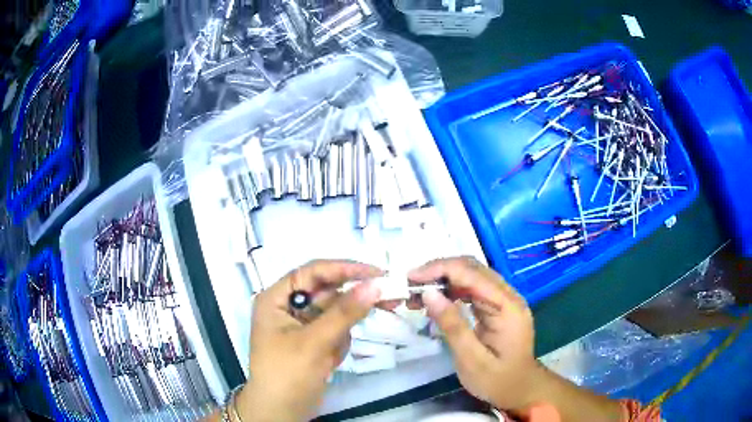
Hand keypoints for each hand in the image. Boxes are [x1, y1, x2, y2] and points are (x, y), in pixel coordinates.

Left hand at [236, 260, 382, 421]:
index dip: (345, 269)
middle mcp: (289, 306)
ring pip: (335, 313)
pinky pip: (336, 331)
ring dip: (343, 330)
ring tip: (332, 354)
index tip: (377, 272)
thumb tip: (376, 284)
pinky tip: (328, 363)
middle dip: (353, 301)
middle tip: (389, 299)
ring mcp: (302, 325)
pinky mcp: (314, 341)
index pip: (313, 272)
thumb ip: (345, 312)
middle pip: (328, 291)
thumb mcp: (314, 342)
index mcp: (277, 298)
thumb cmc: (287, 374)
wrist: (282, 413)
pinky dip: (339, 344)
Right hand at [408, 256, 542, 412]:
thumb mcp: (470, 359)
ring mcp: (505, 299)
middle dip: (439, 271)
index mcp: (507, 306)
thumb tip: (428, 294)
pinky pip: (473, 289)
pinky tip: (437, 301)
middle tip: (410, 285)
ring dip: (444, 280)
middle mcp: (508, 295)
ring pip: (472, 275)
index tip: (410, 277)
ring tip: (417, 294)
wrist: (520, 389)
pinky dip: (452, 290)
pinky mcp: (498, 306)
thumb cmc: (496, 380)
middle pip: (473, 268)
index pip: (472, 273)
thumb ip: (452, 325)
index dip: (440, 269)